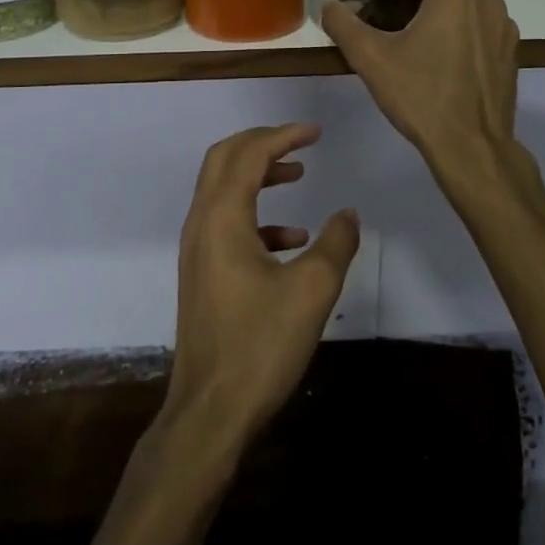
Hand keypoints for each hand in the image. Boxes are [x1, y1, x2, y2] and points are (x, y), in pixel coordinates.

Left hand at [164, 124, 360, 449]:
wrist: (210, 411)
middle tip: (299, 142)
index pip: (249, 153)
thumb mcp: (312, 291)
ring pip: (222, 190)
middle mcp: (201, 223)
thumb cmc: (260, 345)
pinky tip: (290, 240)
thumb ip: (336, 244)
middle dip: (262, 143)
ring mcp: (197, 249)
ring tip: (297, 177)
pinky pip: (226, 224)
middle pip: (224, 159)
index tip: (316, 132)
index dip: (284, 136)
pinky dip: (257, 215)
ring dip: (258, 175)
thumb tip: (348, 214)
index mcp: (222, 217)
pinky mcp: (201, 273)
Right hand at [321, 0, 520, 172]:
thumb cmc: (423, 95)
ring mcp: (503, 30)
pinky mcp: (508, 55)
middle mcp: (487, 3)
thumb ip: (345, 26)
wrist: (473, 146)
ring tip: (423, 10)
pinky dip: (467, 15)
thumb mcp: (372, 59)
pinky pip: (488, 19)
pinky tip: (444, 45)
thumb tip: (328, 6)